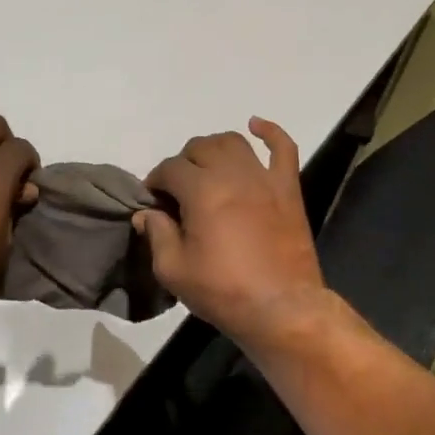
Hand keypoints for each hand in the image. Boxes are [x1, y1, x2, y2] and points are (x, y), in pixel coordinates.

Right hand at [135, 119, 329, 352]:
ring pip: (233, 142)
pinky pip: (283, 148)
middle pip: (199, 148)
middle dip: (182, 164)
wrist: (283, 309)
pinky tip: (256, 126)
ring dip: (214, 148)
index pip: (170, 169)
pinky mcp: (288, 188)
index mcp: (201, 190)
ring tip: (206, 166)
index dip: (156, 181)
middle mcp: (232, 173)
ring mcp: (263, 178)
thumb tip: (146, 213)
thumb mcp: (174, 270)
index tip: (154, 201)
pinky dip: (270, 132)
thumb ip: (157, 234)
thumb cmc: (224, 291)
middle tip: (179, 190)